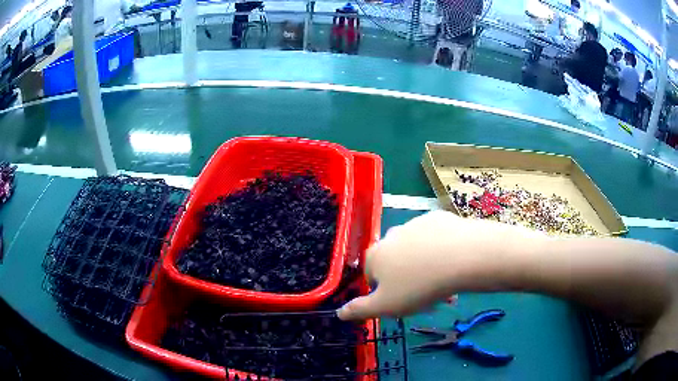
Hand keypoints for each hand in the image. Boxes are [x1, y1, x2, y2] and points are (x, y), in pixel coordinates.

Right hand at [337, 211, 534, 320]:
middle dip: (408, 281)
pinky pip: (435, 239)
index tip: (404, 303)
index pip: (372, 277)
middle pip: (396, 263)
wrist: (461, 257)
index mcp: (375, 255)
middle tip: (425, 297)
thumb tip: (338, 312)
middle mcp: (391, 235)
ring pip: (416, 252)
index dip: (386, 293)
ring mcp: (415, 223)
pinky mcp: (437, 218)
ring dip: (425, 268)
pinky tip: (453, 263)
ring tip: (444, 286)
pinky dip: (440, 251)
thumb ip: (359, 310)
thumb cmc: (418, 286)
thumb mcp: (385, 306)